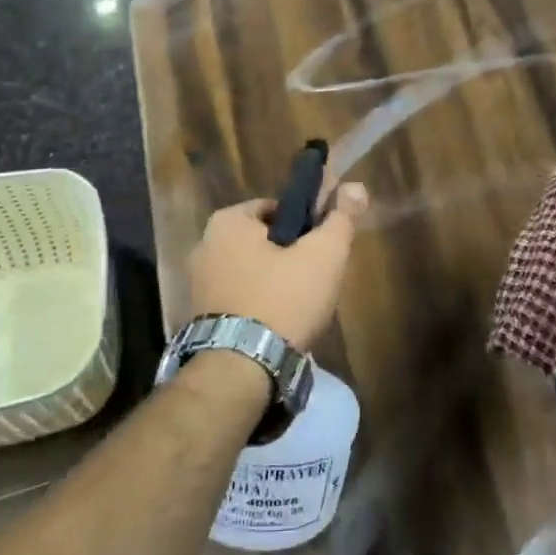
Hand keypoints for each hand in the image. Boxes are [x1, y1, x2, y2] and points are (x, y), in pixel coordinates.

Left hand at [188, 183, 369, 348]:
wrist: (241, 368)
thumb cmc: (284, 300)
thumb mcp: (324, 255)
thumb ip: (341, 218)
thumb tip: (357, 186)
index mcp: (227, 222)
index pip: (277, 208)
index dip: (306, 225)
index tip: (322, 248)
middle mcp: (204, 246)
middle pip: (263, 241)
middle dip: (289, 256)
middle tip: (316, 280)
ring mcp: (198, 284)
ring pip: (252, 271)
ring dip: (275, 282)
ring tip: (301, 307)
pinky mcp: (201, 316)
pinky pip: (239, 298)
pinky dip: (259, 304)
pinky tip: (279, 324)